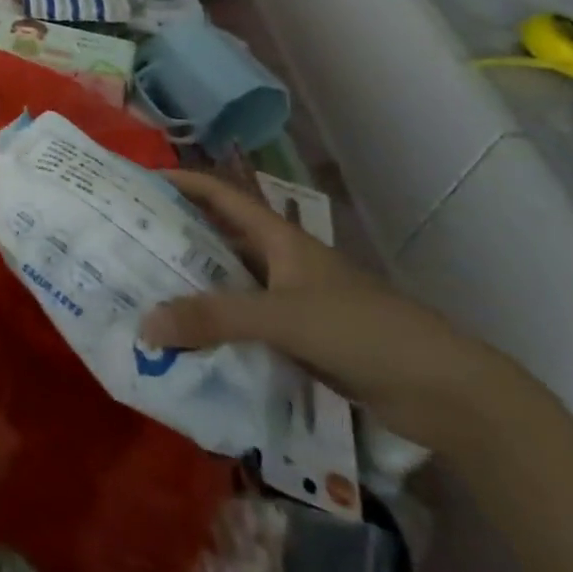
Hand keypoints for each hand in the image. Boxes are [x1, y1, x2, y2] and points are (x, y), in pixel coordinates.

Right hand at [138, 167, 514, 446]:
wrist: (444, 390)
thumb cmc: (362, 329)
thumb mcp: (282, 317)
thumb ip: (215, 318)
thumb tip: (145, 324)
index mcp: (279, 236)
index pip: (220, 193)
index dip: (183, 181)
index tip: (139, 182)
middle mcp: (281, 260)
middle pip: (220, 236)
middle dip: (178, 235)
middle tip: (129, 241)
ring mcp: (293, 300)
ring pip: (232, 282)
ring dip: (196, 285)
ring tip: (147, 290)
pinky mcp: (303, 338)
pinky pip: (247, 323)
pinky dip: (219, 327)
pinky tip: (190, 341)